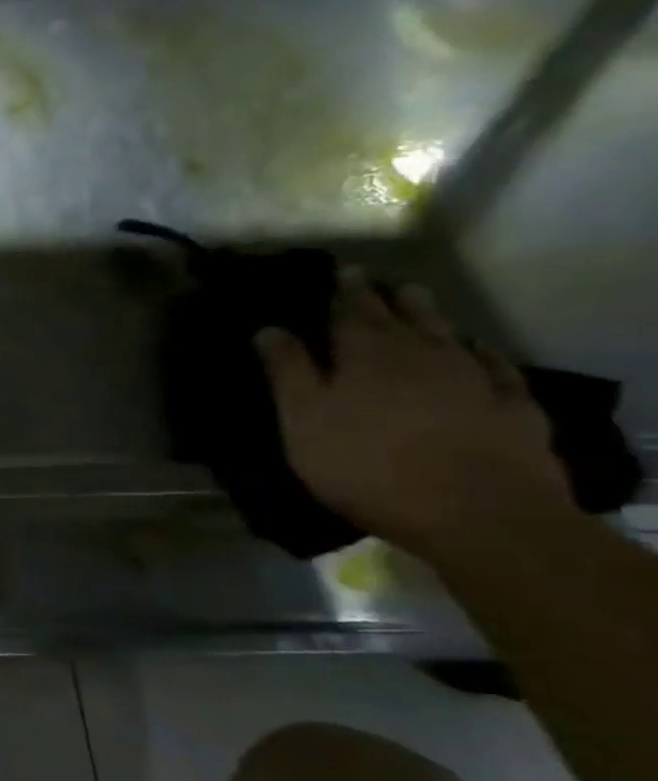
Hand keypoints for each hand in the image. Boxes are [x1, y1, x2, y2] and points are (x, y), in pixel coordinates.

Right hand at [255, 266, 573, 559]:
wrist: (475, 510)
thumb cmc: (366, 464)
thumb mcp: (304, 420)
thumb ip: (288, 373)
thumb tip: (270, 328)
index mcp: (363, 355)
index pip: (349, 312)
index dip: (342, 292)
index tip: (339, 270)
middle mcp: (419, 354)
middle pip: (398, 317)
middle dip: (380, 298)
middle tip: (371, 279)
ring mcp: (471, 378)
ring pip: (445, 333)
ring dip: (428, 314)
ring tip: (416, 296)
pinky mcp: (510, 407)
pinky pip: (496, 367)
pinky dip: (483, 352)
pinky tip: (479, 347)